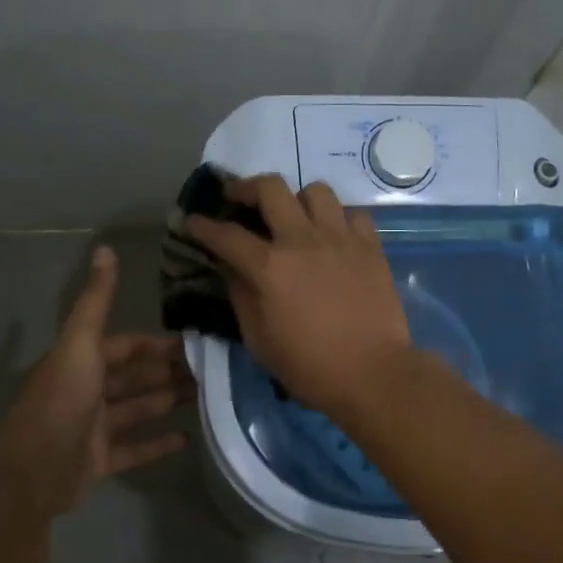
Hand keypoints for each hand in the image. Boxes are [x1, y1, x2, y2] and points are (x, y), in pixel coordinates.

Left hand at [0, 247, 192, 524]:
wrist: (32, 473)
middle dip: (168, 371)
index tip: (193, 342)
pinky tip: (188, 439)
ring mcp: (93, 429)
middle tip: (210, 370)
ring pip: (137, 409)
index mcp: (80, 362)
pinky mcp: (99, 462)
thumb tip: (105, 249)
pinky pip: (134, 449)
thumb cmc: (61, 402)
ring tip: (206, 397)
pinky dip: (158, 443)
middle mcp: (86, 391)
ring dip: (166, 401)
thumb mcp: (80, 344)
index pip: (125, 346)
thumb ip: (96, 301)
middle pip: (133, 377)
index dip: (155, 344)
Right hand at [186, 175, 410, 419]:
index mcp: (269, 267)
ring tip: (293, 217)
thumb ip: (241, 296)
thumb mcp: (259, 340)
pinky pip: (353, 214)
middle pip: (270, 188)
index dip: (201, 226)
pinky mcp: (370, 246)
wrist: (373, 374)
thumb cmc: (309, 366)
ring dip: (297, 199)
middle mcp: (303, 240)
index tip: (190, 221)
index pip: (225, 234)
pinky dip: (338, 219)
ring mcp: (340, 238)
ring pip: (315, 191)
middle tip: (238, 198)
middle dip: (246, 188)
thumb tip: (230, 268)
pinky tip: (333, 237)